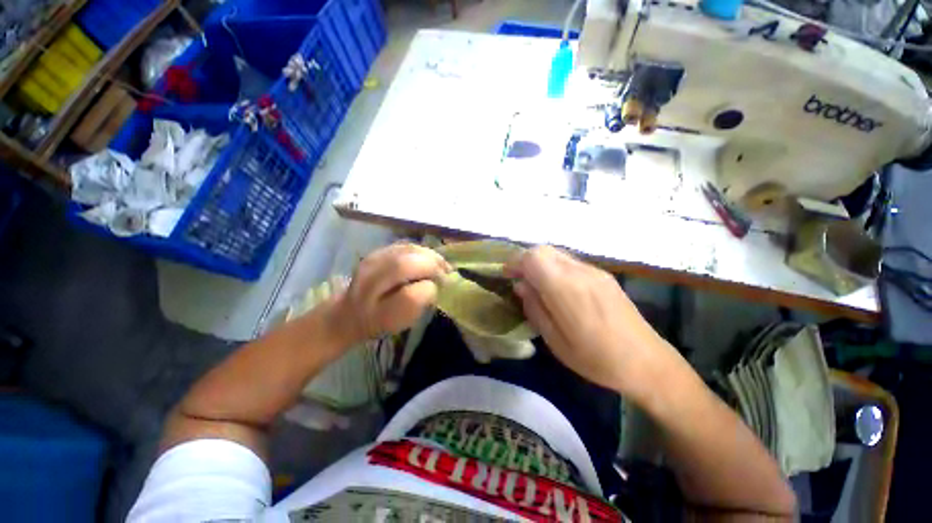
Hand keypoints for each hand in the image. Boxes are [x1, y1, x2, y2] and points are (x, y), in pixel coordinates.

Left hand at [333, 243, 450, 343]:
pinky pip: (406, 246)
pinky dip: (422, 251)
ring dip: (430, 255)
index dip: (429, 281)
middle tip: (446, 273)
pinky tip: (429, 259)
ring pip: (408, 249)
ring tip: (441, 266)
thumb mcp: (398, 321)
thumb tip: (432, 283)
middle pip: (407, 259)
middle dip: (433, 264)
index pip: (408, 285)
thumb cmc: (378, 320)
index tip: (442, 286)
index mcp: (375, 296)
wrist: (350, 312)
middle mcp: (371, 273)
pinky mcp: (379, 251)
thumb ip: (417, 302)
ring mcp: (374, 257)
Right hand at [505, 246, 679, 395]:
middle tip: (519, 280)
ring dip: (540, 263)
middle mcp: (580, 272)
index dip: (515, 262)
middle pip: (544, 249)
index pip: (533, 257)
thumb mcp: (556, 341)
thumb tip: (520, 285)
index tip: (507, 276)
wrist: (647, 362)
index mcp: (567, 289)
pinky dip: (555, 267)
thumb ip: (535, 308)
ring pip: (557, 253)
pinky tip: (557, 288)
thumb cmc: (597, 358)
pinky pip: (570, 261)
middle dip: (525, 260)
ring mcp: (594, 271)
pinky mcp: (603, 275)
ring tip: (536, 285)